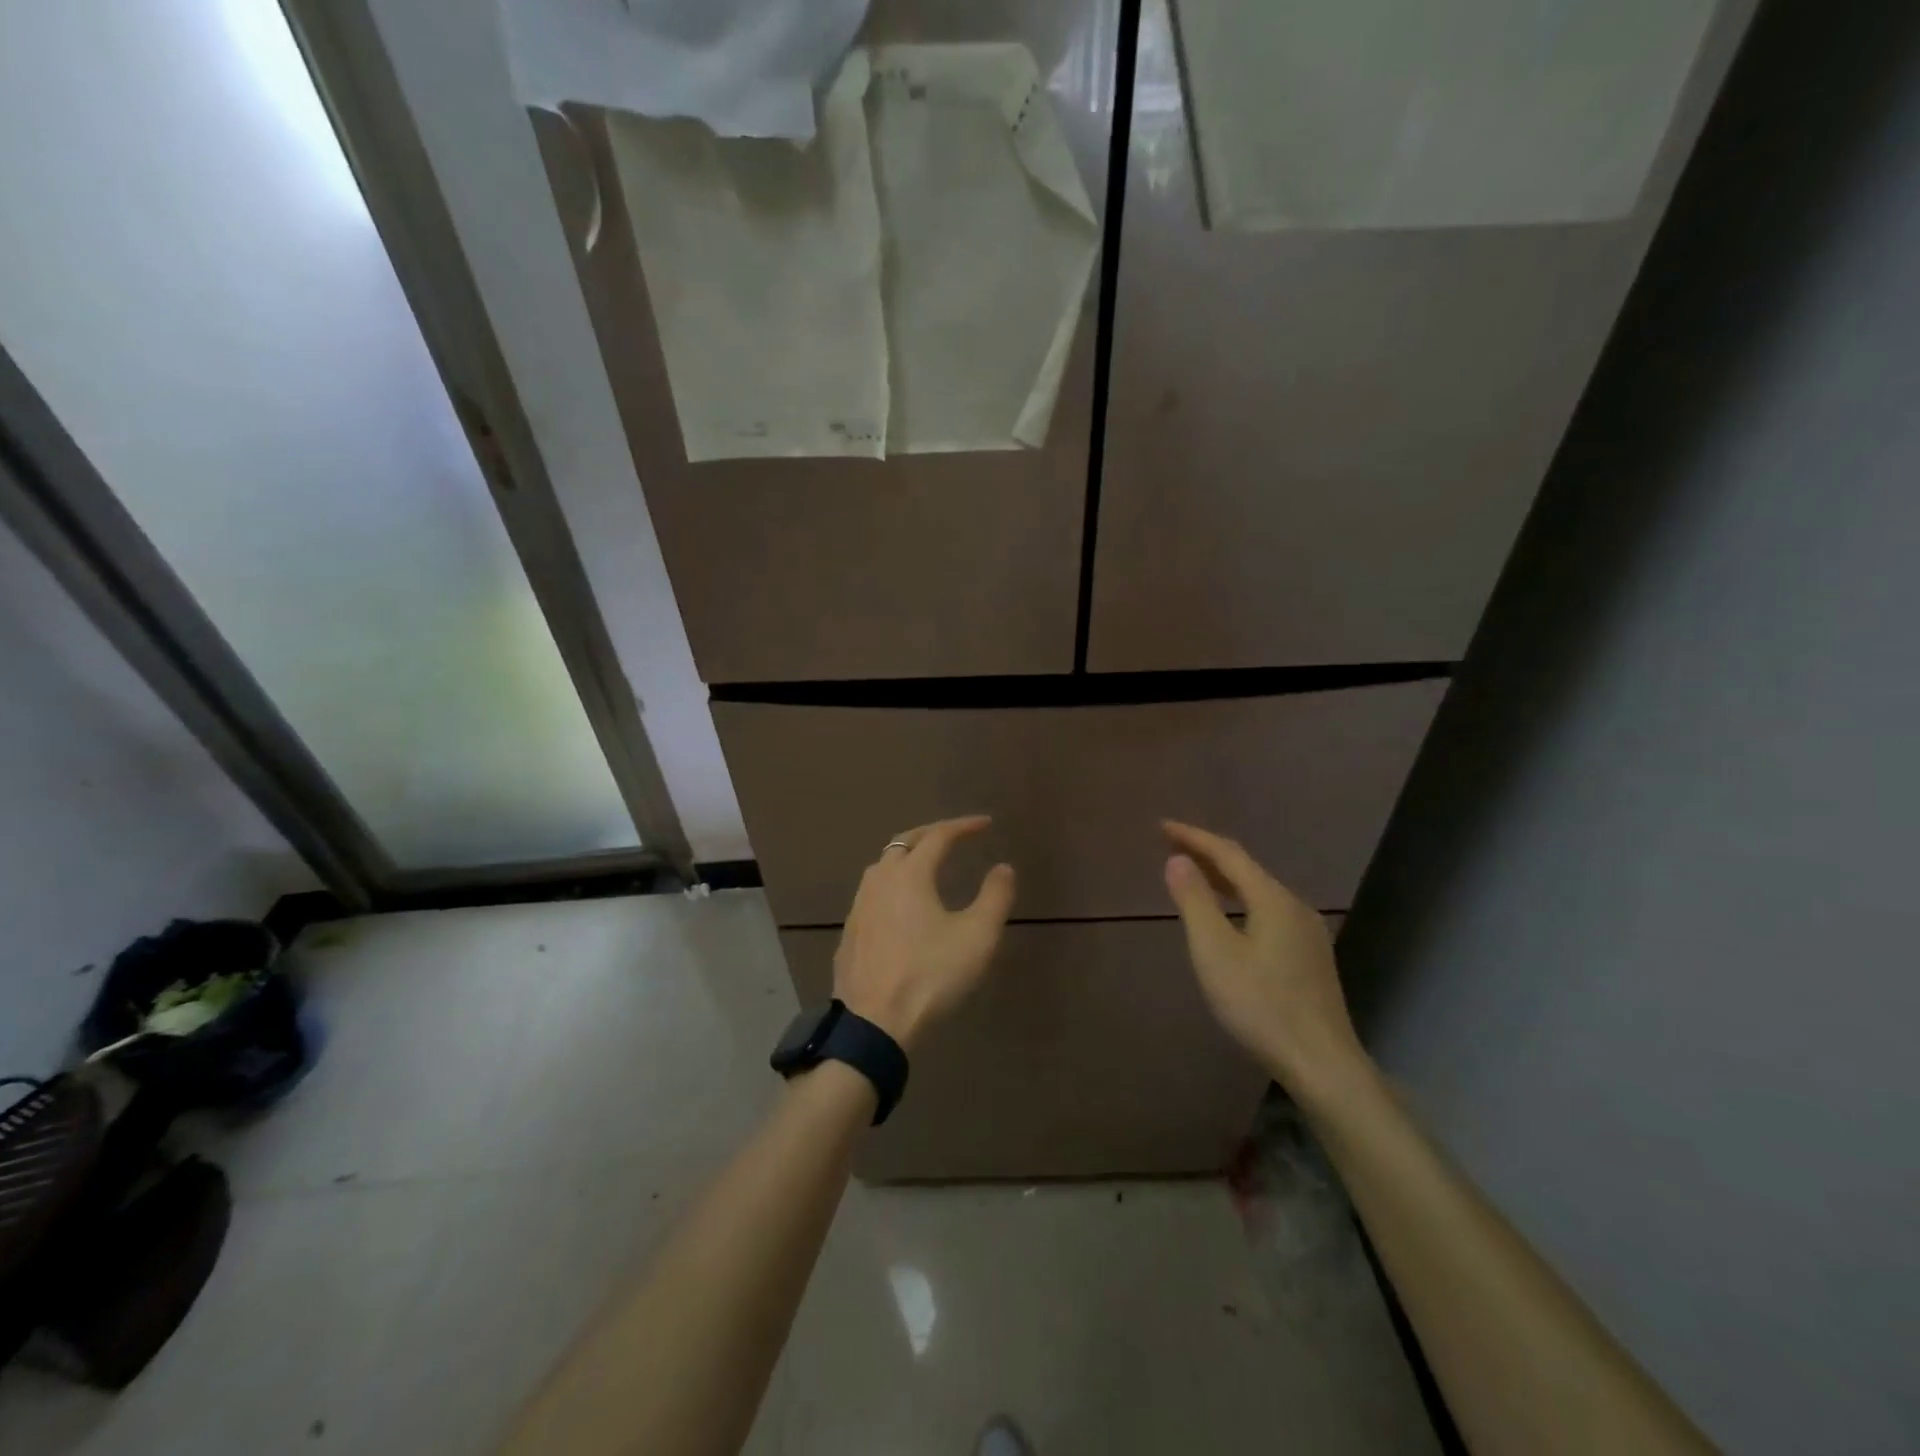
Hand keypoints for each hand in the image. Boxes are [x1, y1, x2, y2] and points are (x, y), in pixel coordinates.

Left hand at [833, 816, 1015, 1051]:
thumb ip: (995, 897)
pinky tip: (900, 906)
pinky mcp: (849, 933)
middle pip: (903, 843)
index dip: (963, 826)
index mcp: (910, 874)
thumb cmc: (930, 975)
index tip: (985, 824)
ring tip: (927, 865)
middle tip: (954, 835)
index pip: (938, 836)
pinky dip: (892, 885)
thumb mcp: (977, 937)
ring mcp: (858, 907)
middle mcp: (879, 881)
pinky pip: (872, 894)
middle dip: (931, 834)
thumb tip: (1003, 868)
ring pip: (882, 867)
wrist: (874, 1023)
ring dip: (907, 857)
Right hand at [1162, 821, 1369, 1101]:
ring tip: (1195, 876)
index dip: (1194, 838)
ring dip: (1224, 879)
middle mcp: (1295, 907)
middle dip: (1208, 855)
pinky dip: (1240, 901)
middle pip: (1247, 869)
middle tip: (1172, 847)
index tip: (1162, 827)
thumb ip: (1195, 902)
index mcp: (1273, 899)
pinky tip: (1231, 918)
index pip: (1229, 854)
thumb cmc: (1261, 1005)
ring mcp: (1308, 933)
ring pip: (1259, 892)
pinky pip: (1268, 912)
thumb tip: (1177, 860)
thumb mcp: (1215, 952)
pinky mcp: (1310, 957)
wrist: (1322, 1064)